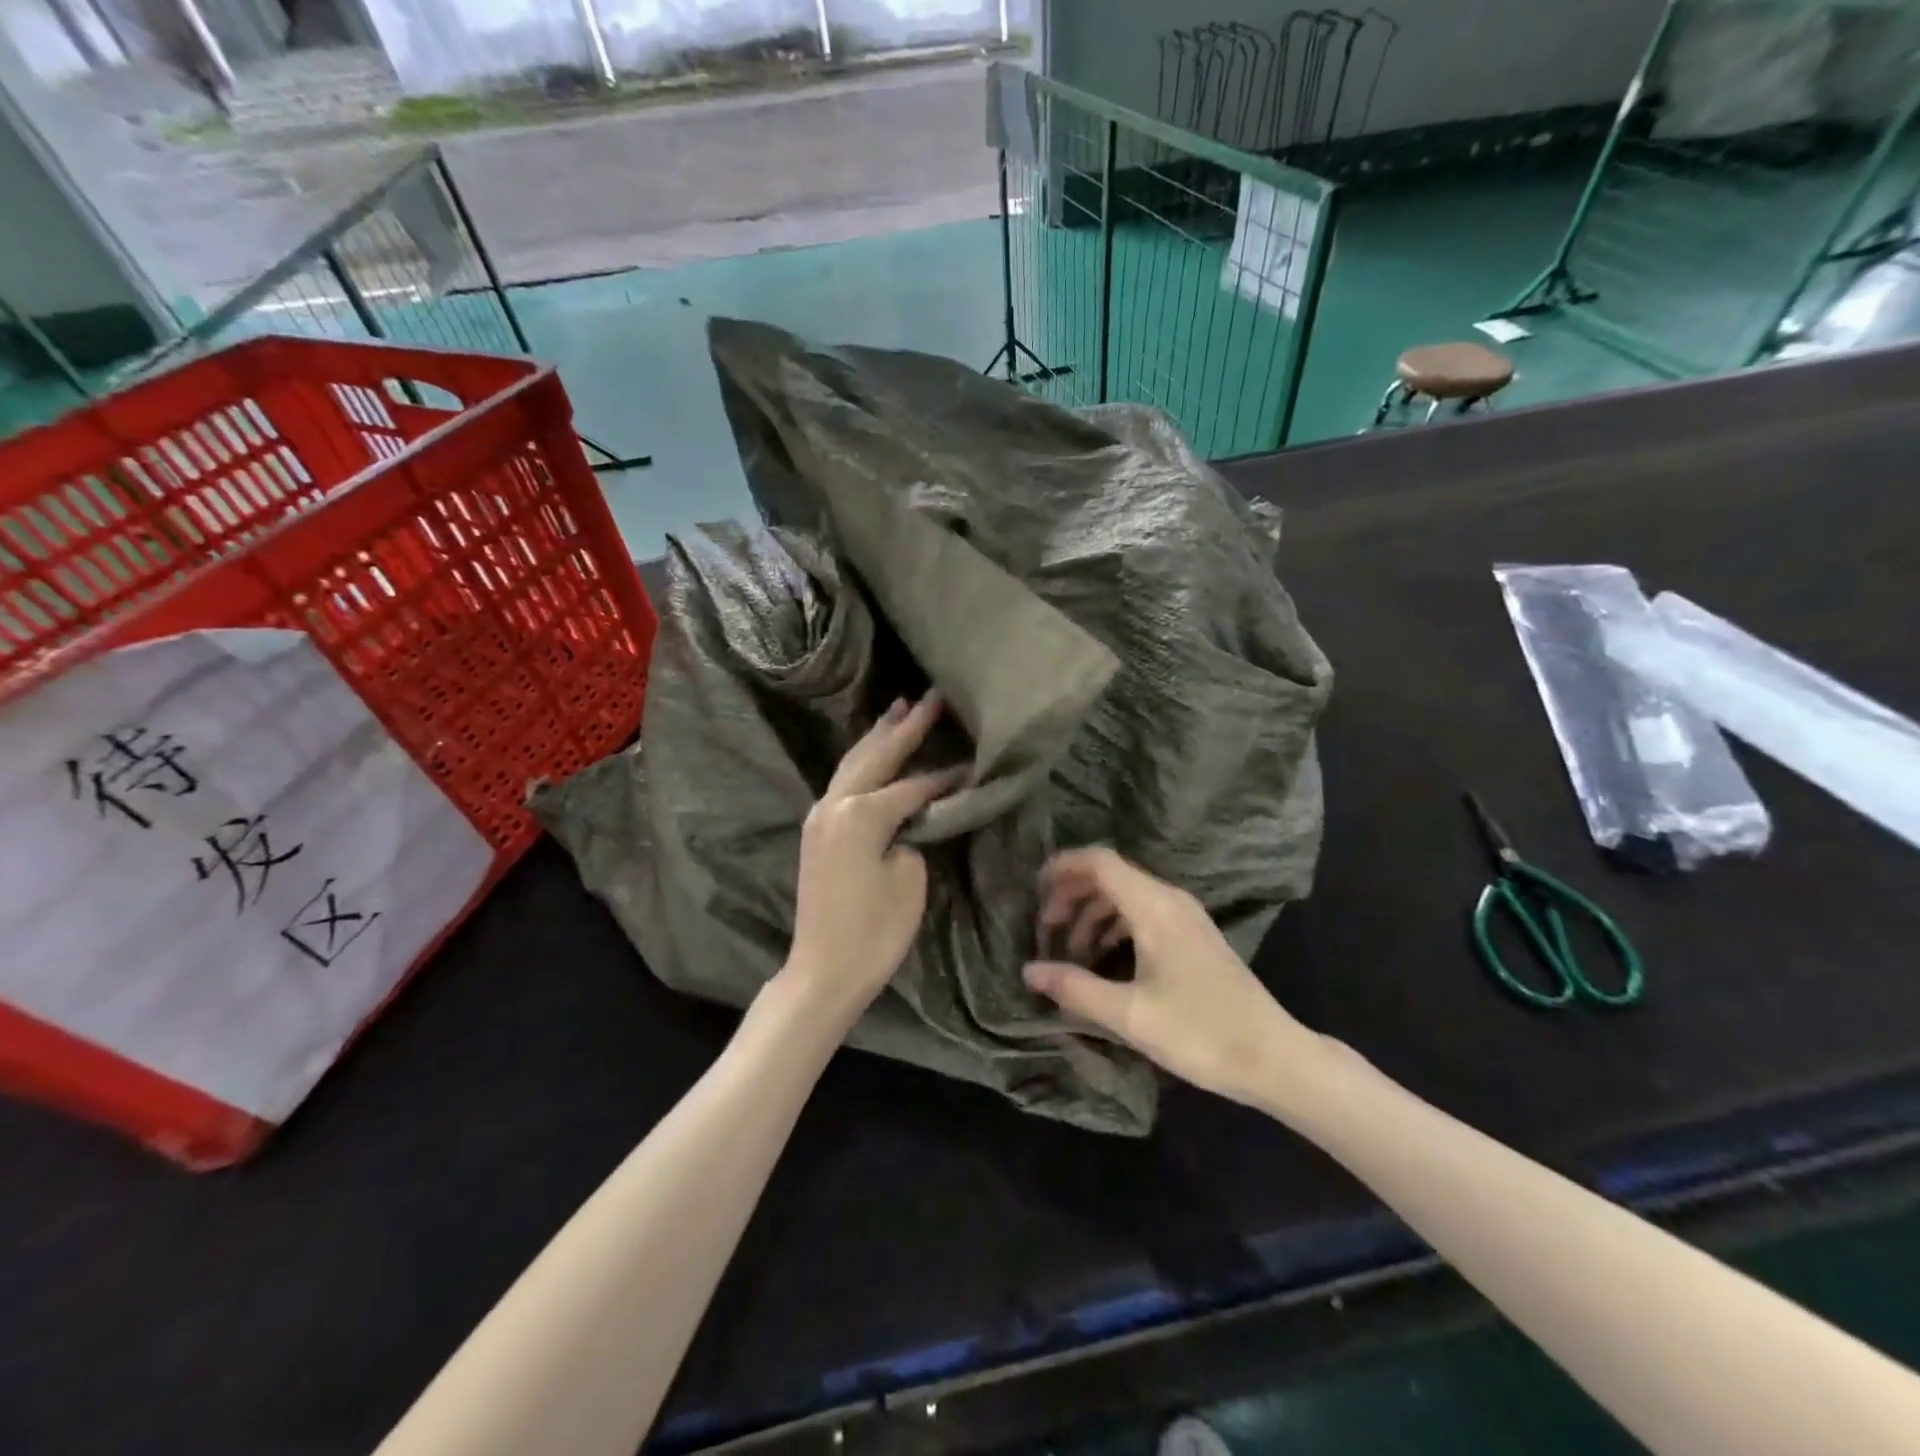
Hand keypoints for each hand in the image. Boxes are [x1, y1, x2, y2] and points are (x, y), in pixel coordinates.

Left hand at [784, 691, 962, 1029]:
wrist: (823, 969)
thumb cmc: (874, 931)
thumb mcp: (909, 879)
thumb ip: (914, 835)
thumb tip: (913, 817)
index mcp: (862, 814)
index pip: (912, 785)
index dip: (944, 775)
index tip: (971, 761)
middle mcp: (835, 804)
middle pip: (876, 756)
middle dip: (904, 726)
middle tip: (930, 697)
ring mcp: (820, 816)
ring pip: (852, 763)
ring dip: (878, 737)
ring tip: (899, 708)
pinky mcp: (816, 830)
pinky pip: (843, 782)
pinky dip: (862, 762)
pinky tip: (873, 753)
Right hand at [1023, 848, 1326, 1107]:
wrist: (1275, 1058)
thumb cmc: (1201, 1033)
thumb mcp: (1130, 1015)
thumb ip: (1075, 988)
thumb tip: (1029, 970)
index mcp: (1154, 907)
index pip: (1099, 862)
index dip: (1062, 868)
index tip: (1033, 892)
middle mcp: (1170, 900)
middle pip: (1110, 876)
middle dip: (1072, 895)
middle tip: (1045, 929)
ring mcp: (1185, 917)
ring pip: (1125, 896)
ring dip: (1092, 915)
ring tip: (1069, 952)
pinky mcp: (1193, 936)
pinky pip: (1143, 913)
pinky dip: (1114, 927)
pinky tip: (1103, 962)